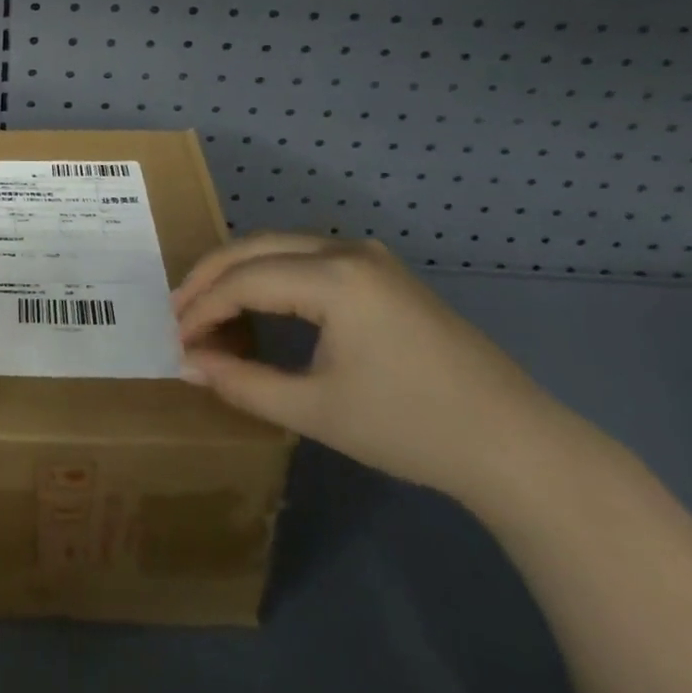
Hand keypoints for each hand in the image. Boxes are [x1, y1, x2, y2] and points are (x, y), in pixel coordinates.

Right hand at [174, 234, 565, 504]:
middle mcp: (347, 250)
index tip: (175, 337)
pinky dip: (274, 274)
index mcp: (333, 277)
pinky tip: (262, 302)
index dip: (203, 307)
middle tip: (179, 310)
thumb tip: (187, 365)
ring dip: (242, 271)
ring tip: (210, 306)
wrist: (516, 445)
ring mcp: (369, 256)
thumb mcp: (317, 411)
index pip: (245, 280)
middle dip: (212, 276)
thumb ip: (244, 383)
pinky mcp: (383, 272)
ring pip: (282, 247)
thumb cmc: (412, 428)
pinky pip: (310, 258)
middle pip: (257, 247)